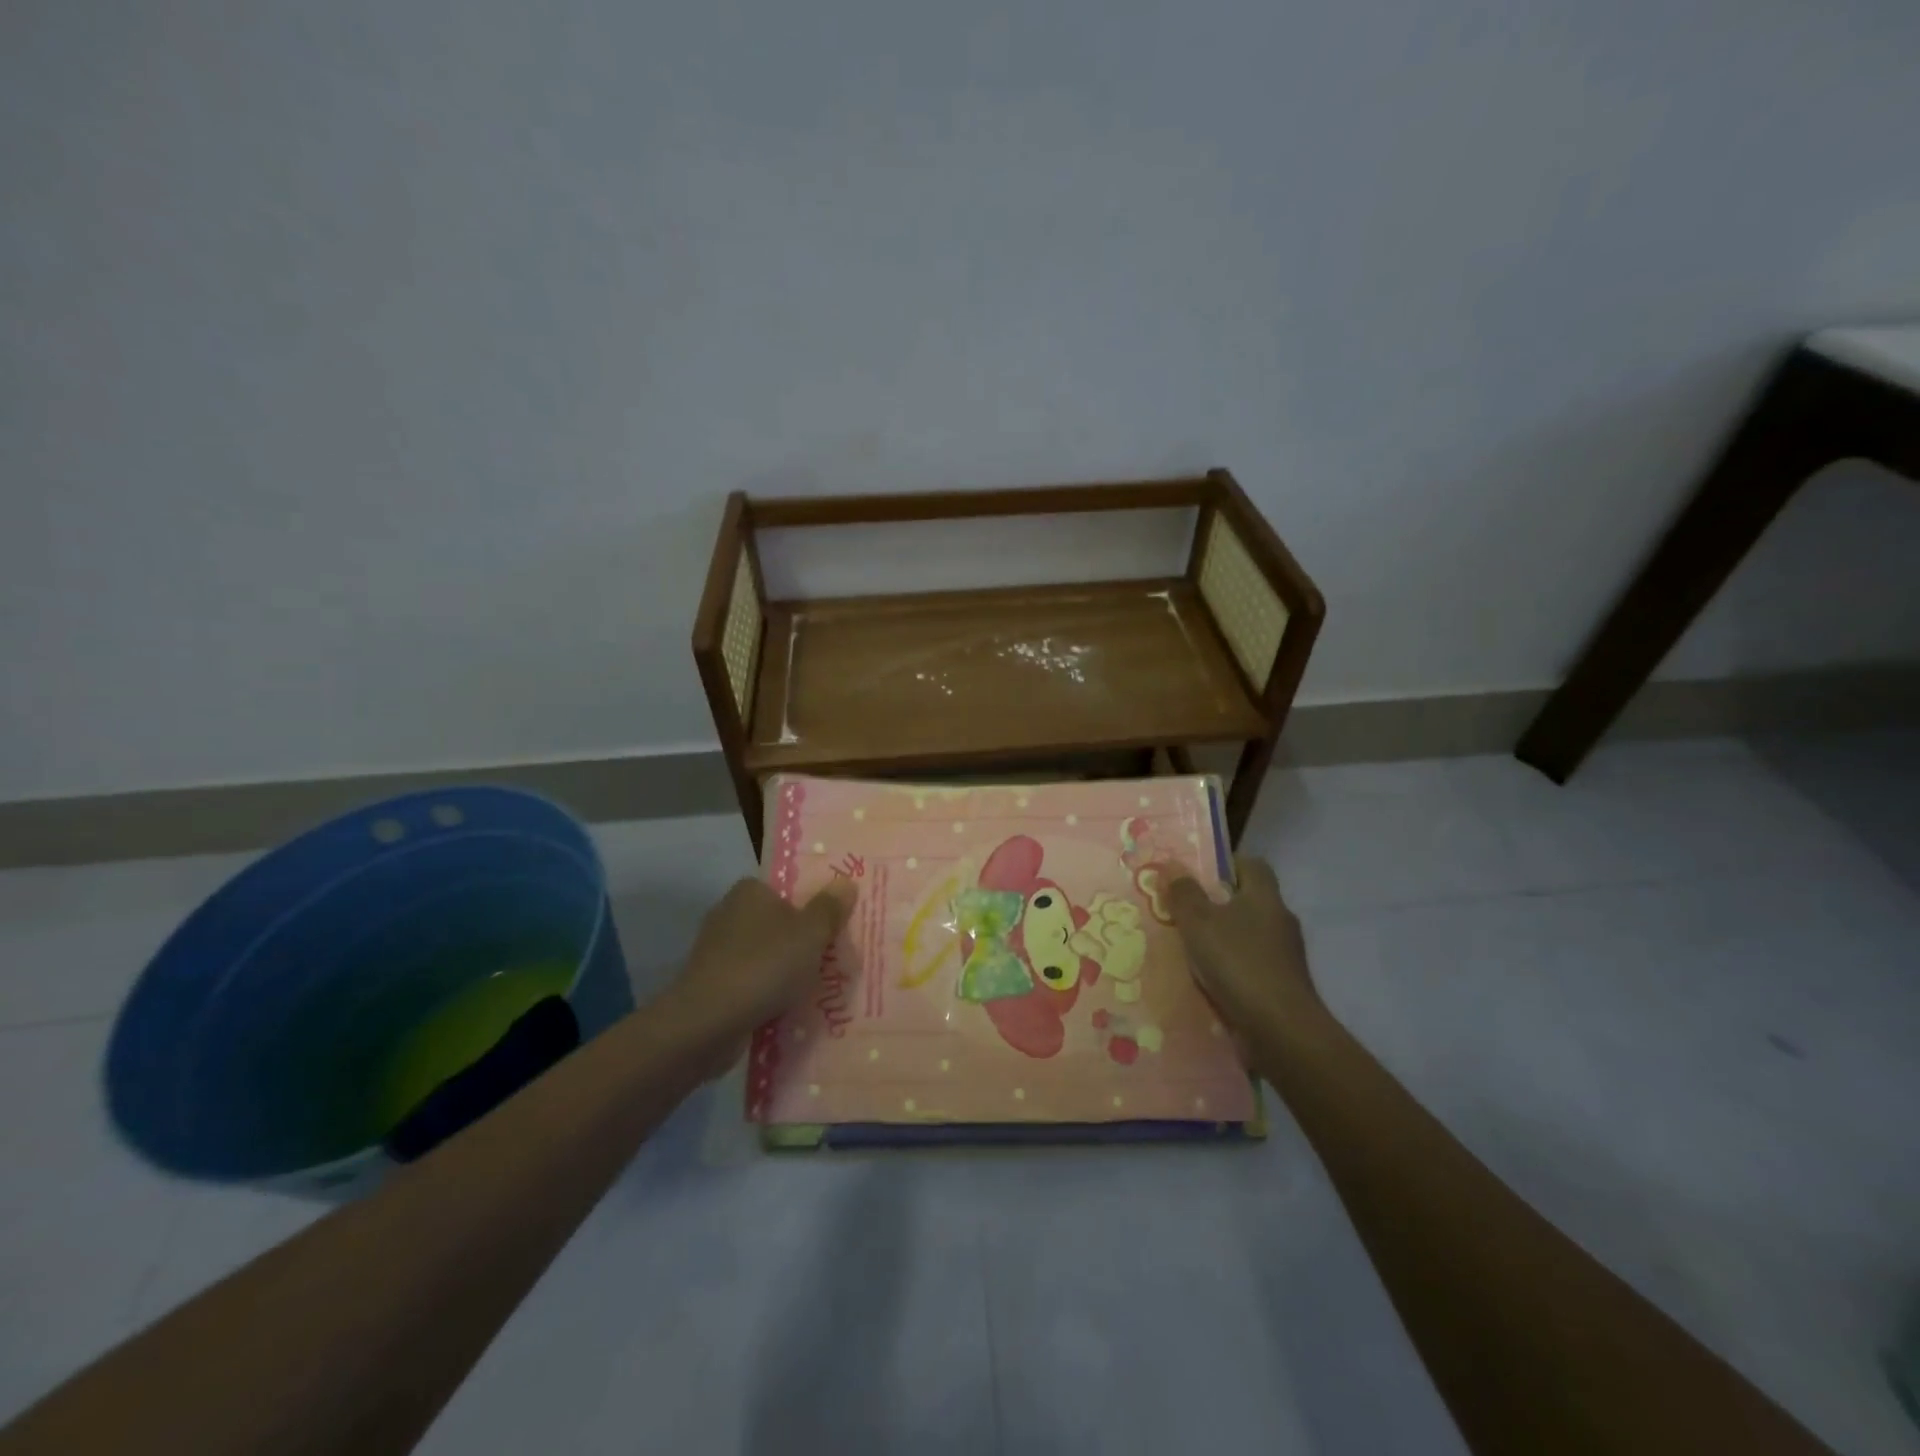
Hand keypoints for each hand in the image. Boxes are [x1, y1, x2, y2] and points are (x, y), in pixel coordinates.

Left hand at [666, 877, 855, 1036]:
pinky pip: (752, 983)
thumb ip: (830, 908)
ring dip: (787, 971)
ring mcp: (717, 952)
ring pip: (766, 955)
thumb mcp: (810, 934)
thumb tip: (845, 881)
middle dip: (803, 942)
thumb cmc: (764, 966)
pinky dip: (769, 993)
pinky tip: (790, 1009)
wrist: (707, 1024)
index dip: (813, 906)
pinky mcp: (712, 985)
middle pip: (779, 923)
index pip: (787, 889)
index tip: (835, 927)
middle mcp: (729, 914)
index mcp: (750, 891)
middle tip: (836, 959)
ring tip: (819, 990)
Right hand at [1169, 857, 1323, 1038]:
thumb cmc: (1238, 963)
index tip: (1195, 874)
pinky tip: (1206, 979)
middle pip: (1248, 900)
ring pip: (1247, 935)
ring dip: (1222, 938)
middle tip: (1182, 910)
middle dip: (1216, 904)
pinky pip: (1250, 966)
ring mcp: (1284, 956)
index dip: (1224, 864)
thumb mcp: (1199, 922)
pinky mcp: (1281, 986)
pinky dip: (1230, 968)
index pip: (1251, 865)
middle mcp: (1280, 921)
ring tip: (1187, 947)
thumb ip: (1183, 892)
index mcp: (1265, 897)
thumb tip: (1171, 863)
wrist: (1280, 1030)